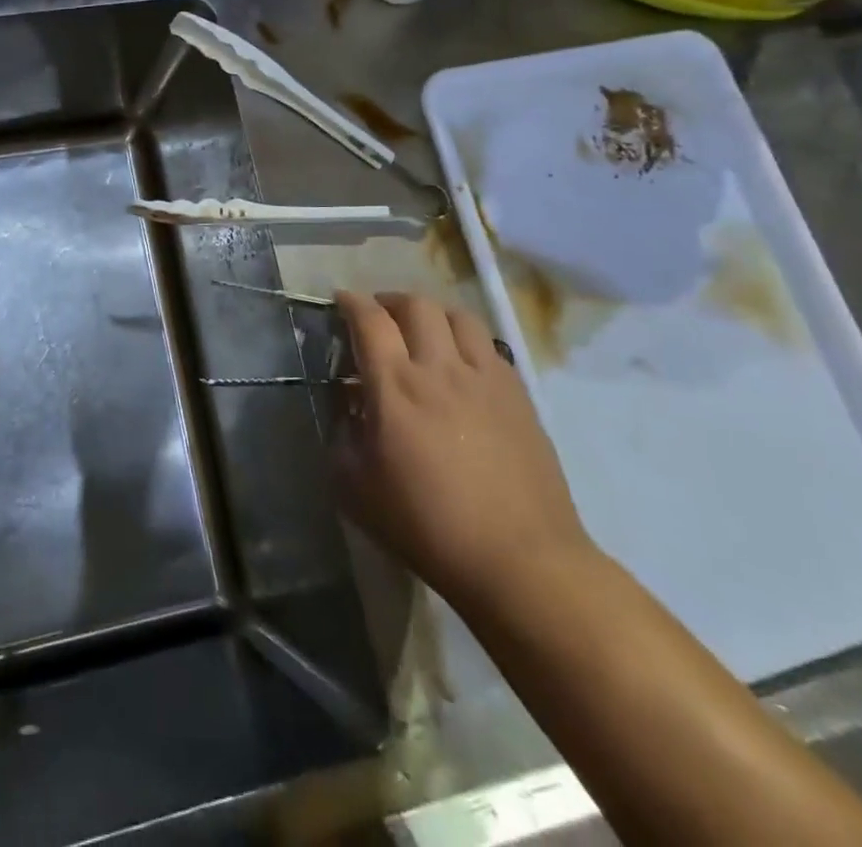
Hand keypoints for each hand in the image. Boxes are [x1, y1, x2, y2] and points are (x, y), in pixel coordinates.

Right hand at [333, 291, 592, 611]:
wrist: (520, 561)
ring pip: (458, 316)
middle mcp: (440, 368)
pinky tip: (460, 365)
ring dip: (432, 314)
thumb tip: (345, 407)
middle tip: (379, 316)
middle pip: (416, 304)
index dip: (350, 302)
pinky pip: (489, 345)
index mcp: (395, 386)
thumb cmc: (428, 526)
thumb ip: (341, 437)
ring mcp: (485, 378)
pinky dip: (466, 340)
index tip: (340, 301)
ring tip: (422, 331)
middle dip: (390, 301)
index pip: (369, 320)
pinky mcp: (518, 396)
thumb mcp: (356, 489)